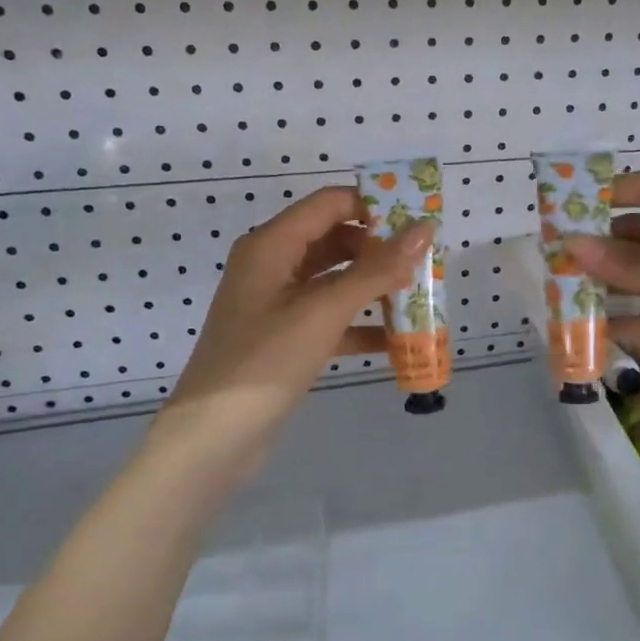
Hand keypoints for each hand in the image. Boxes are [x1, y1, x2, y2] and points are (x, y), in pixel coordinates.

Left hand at [159, 185, 432, 445]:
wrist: (214, 437)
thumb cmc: (266, 360)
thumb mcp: (324, 311)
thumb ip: (377, 270)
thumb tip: (425, 229)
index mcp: (272, 244)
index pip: (330, 203)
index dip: (375, 205)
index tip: (419, 219)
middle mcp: (272, 264)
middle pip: (335, 239)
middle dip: (380, 249)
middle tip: (425, 261)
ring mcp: (277, 303)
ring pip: (335, 280)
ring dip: (374, 287)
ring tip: (419, 297)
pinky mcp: (285, 337)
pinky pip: (329, 317)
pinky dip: (360, 324)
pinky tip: (395, 341)